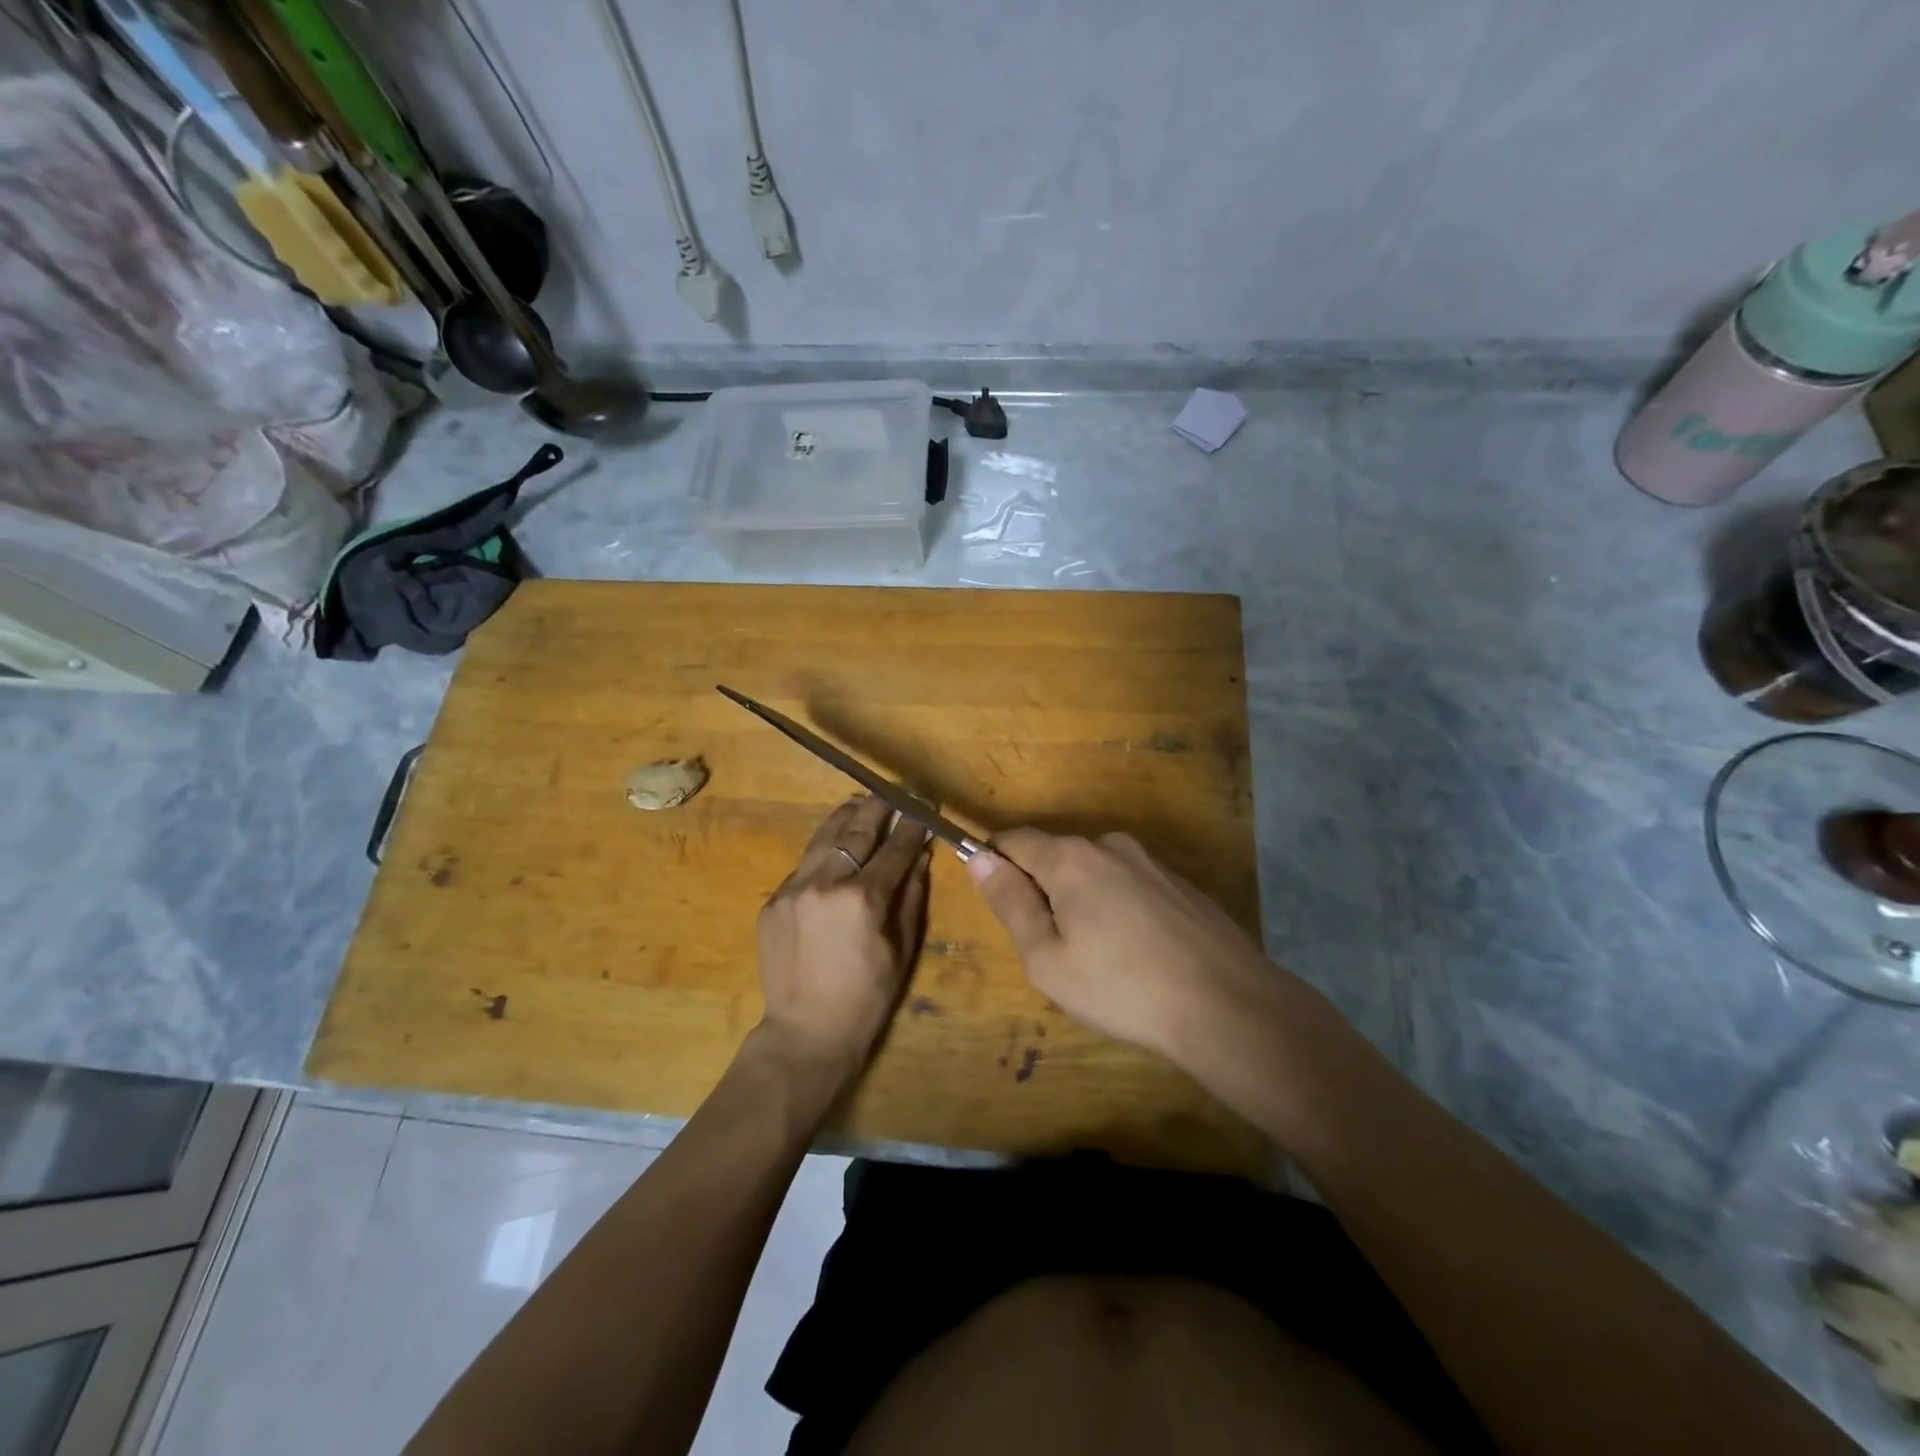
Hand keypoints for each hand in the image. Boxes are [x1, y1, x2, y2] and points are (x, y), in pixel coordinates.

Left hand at [756, 795, 931, 1080]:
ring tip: (860, 804)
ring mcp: (793, 889)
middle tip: (893, 794)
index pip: (894, 848)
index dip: (912, 825)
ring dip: (845, 817)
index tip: (923, 807)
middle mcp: (826, 883)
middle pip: (856, 831)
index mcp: (864, 898)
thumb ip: (911, 896)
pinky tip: (833, 849)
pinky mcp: (773, 901)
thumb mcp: (901, 948)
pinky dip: (822, 852)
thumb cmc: (867, 997)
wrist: (806, 1032)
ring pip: (823, 838)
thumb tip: (921, 856)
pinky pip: (803, 865)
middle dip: (878, 808)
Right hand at [966, 829, 1284, 1068]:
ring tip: (1099, 958)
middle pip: (1055, 855)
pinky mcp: (1180, 884)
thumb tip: (979, 859)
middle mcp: (1110, 846)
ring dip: (1082, 902)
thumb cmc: (1121, 988)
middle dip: (1042, 890)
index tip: (997, 902)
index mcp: (1070, 858)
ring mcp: (1150, 863)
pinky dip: (1118, 909)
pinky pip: (1130, 886)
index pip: (1014, 840)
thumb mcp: (1047, 958)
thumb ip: (1010, 902)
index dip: (994, 862)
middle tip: (1053, 949)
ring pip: (1095, 872)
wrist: (1227, 1005)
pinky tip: (1138, 954)